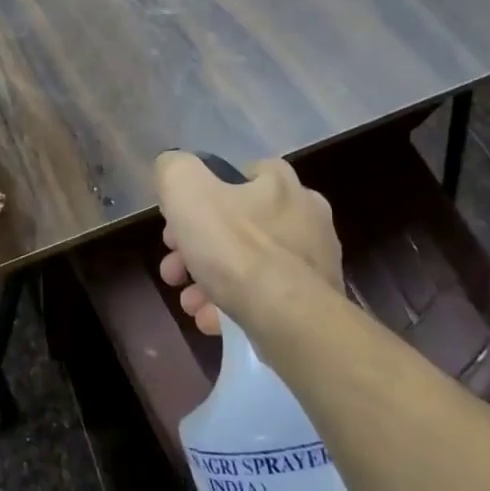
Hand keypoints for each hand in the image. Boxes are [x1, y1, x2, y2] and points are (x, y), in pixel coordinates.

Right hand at [154, 152, 341, 335]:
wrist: (288, 319)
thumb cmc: (235, 247)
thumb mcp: (185, 191)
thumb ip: (174, 170)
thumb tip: (173, 171)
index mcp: (280, 182)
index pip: (238, 175)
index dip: (200, 197)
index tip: (176, 225)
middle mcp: (305, 215)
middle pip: (237, 225)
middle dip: (196, 248)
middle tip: (174, 270)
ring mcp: (314, 261)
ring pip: (248, 264)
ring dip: (210, 281)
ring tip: (189, 303)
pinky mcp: (315, 302)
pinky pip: (265, 296)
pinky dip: (234, 305)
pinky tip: (211, 320)